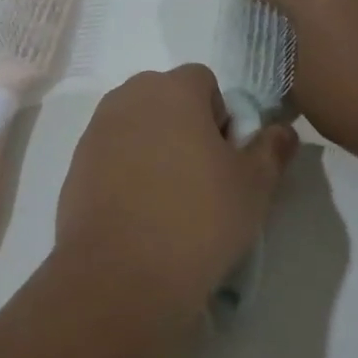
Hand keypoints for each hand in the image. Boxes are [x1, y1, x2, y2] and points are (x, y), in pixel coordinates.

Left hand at [56, 65, 298, 319]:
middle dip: (186, 127)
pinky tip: (140, 214)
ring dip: (156, 150)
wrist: (120, 276)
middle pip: (166, 100)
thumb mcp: (254, 186)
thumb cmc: (197, 218)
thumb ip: (271, 149)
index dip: (221, 116)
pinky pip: (112, 157)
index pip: (203, 81)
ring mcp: (95, 133)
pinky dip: (128, 173)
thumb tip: (281, 132)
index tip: (226, 158)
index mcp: (171, 89)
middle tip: (203, 178)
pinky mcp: (75, 168)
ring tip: (170, 200)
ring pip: (137, 128)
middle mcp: (127, 99)